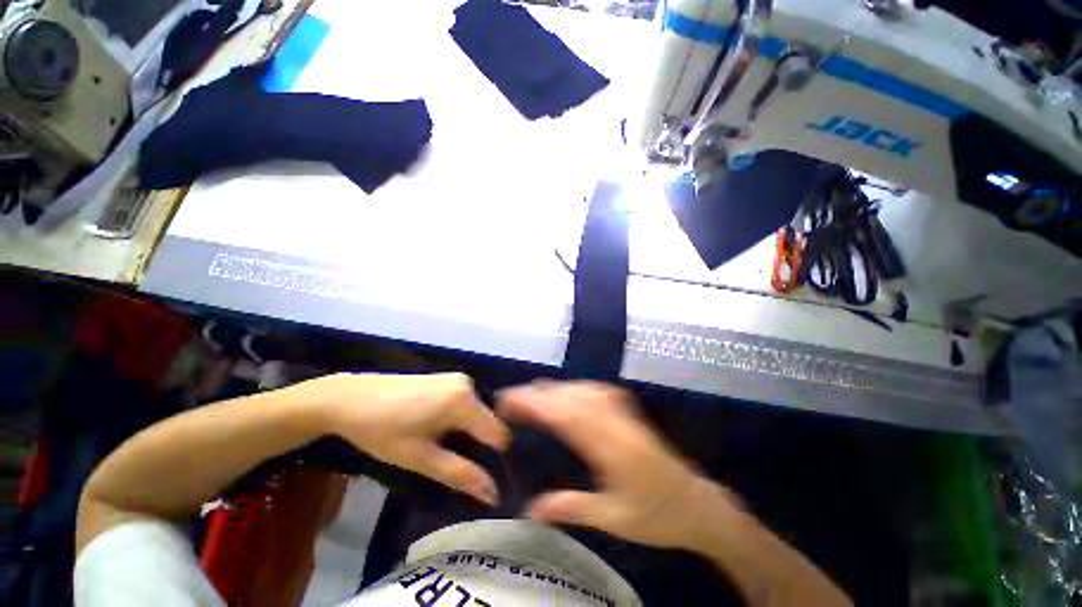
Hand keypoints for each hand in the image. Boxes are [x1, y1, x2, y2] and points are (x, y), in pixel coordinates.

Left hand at [313, 372, 509, 504]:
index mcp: (465, 401)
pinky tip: (436, 429)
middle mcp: (468, 384)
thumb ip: (459, 474)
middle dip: (478, 445)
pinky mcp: (447, 378)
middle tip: (457, 466)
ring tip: (443, 449)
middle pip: (488, 422)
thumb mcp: (419, 458)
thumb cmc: (381, 431)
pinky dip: (458, 419)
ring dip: (467, 432)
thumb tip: (493, 493)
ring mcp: (457, 378)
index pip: (498, 434)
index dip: (494, 459)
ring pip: (476, 413)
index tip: (482, 478)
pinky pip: (465, 402)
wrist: (347, 397)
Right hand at [497, 381, 741, 549]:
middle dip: (539, 393)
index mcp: (613, 448)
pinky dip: (577, 388)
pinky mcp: (630, 414)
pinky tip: (568, 391)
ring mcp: (625, 415)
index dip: (537, 405)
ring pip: (584, 391)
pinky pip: (599, 392)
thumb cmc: (658, 517)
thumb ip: (572, 508)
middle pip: (573, 398)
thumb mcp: (615, 519)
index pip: (567, 416)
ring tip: (531, 393)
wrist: (699, 506)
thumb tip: (530, 509)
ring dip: (556, 388)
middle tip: (511, 396)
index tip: (511, 402)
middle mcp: (617, 423)